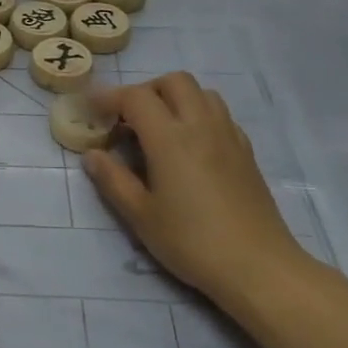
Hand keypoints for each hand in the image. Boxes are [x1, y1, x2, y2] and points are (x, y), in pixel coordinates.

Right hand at [83, 73, 310, 314]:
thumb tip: (92, 155)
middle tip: (127, 119)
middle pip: (174, 82)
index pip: (136, 97)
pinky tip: (190, 147)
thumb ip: (113, 180)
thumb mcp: (140, 215)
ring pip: (202, 93)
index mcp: (170, 138)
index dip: (108, 97)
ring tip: (158, 129)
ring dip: (175, 99)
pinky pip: (220, 115)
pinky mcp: (246, 152)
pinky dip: (199, 115)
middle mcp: (201, 126)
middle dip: (145, 91)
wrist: (257, 266)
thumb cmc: (191, 241)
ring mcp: (229, 136)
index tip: (90, 109)